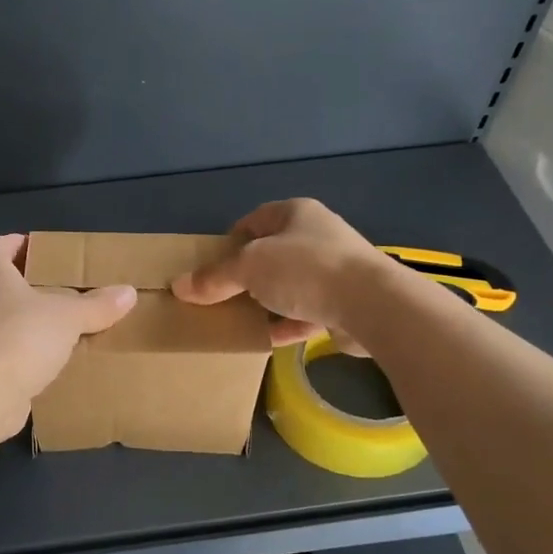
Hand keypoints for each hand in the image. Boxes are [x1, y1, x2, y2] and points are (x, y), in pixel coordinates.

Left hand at [0, 234, 135, 436]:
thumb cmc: (22, 338)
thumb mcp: (68, 317)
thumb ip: (96, 306)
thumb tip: (128, 292)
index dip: (12, 243)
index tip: (36, 248)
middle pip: (2, 287)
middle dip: (31, 287)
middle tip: (64, 289)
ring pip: (7, 324)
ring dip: (32, 324)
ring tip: (66, 328)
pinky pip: (11, 357)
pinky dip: (30, 358)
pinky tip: (55, 365)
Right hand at [171, 198, 383, 349]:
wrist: (373, 305)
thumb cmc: (306, 270)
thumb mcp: (249, 268)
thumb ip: (215, 277)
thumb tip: (179, 286)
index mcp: (297, 214)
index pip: (255, 220)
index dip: (230, 240)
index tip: (211, 264)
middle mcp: (318, 237)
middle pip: (271, 255)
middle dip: (245, 275)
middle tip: (219, 295)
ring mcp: (335, 272)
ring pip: (288, 286)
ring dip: (265, 302)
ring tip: (236, 320)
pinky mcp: (345, 305)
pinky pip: (305, 313)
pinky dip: (285, 325)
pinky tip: (262, 340)